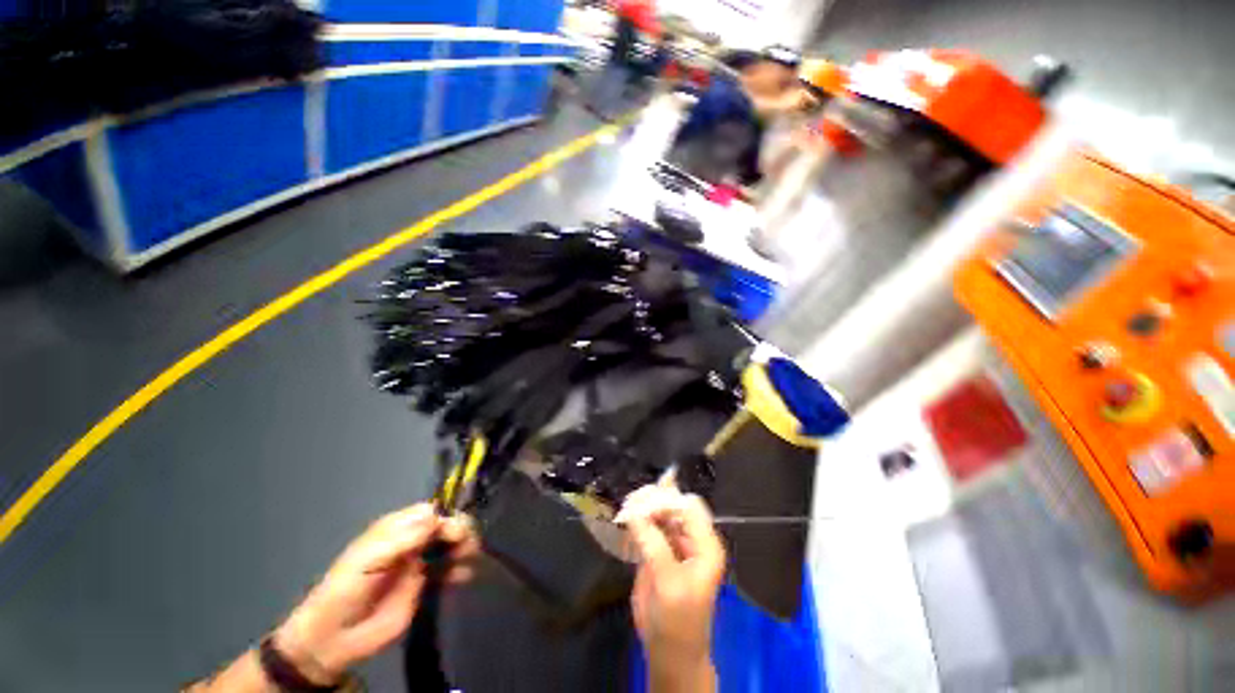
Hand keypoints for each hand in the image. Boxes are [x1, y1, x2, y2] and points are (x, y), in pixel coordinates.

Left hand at [273, 504, 479, 684]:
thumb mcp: (369, 559)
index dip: (447, 516)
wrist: (335, 636)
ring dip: (465, 546)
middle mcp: (414, 540)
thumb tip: (438, 518)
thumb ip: (403, 539)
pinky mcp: (427, 585)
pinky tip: (464, 576)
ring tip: (467, 559)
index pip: (431, 511)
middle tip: (464, 546)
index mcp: (397, 528)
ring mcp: (421, 562)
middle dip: (460, 530)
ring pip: (452, 545)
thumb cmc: (345, 589)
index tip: (455, 531)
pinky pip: (450, 570)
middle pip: (446, 525)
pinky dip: (461, 569)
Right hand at [619, 486, 725, 691]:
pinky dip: (638, 519)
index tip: (640, 504)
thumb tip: (634, 512)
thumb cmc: (677, 621)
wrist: (669, 652)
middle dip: (653, 500)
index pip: (688, 507)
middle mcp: (693, 538)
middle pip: (674, 505)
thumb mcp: (668, 583)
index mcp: (705, 544)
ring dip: (644, 507)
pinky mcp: (659, 549)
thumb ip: (653, 544)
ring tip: (626, 506)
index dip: (666, 501)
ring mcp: (675, 542)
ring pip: (661, 512)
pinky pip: (650, 525)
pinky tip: (626, 517)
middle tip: (630, 501)